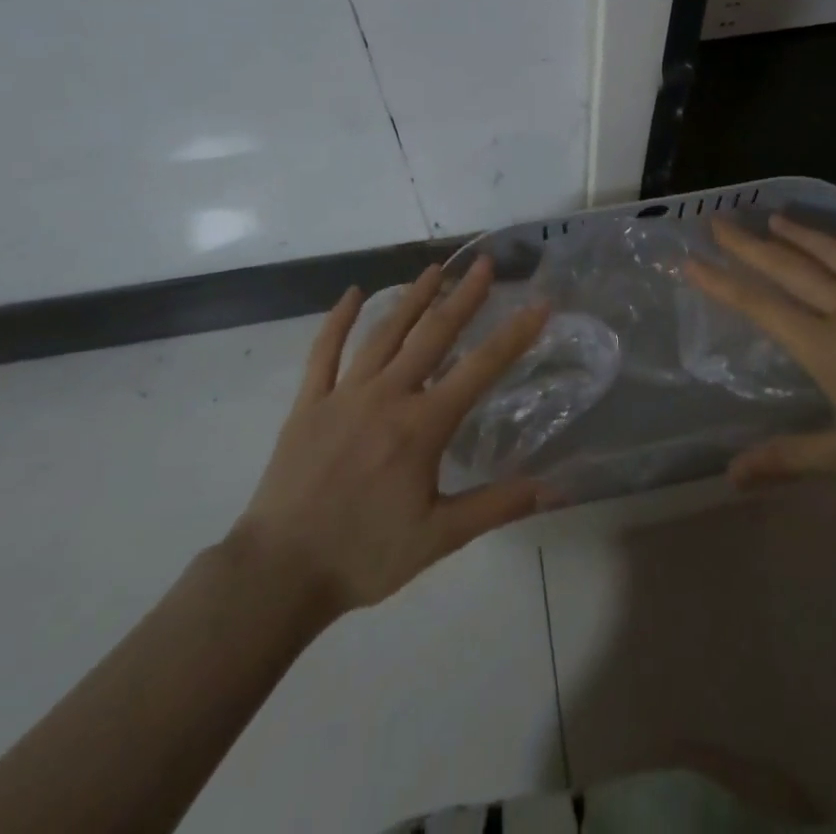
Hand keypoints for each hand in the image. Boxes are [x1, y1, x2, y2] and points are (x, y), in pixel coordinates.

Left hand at [227, 260, 550, 617]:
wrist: (280, 572)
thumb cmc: (365, 555)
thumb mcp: (440, 537)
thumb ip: (498, 506)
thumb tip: (556, 489)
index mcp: (422, 425)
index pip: (480, 369)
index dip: (514, 334)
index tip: (538, 303)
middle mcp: (387, 396)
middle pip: (433, 334)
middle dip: (463, 296)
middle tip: (484, 263)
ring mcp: (345, 393)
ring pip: (385, 333)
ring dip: (412, 298)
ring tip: (434, 269)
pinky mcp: (310, 402)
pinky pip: (325, 351)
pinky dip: (338, 320)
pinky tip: (352, 293)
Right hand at [687, 215, 835, 499]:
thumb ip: (789, 459)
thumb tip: (730, 476)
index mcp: (827, 346)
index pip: (761, 306)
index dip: (722, 282)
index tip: (690, 260)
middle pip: (790, 266)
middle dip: (749, 244)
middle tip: (719, 222)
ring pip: (833, 252)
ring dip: (800, 232)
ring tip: (774, 217)